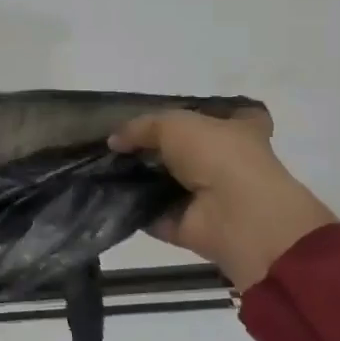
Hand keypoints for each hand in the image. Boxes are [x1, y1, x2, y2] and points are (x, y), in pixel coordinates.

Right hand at [109, 107, 335, 290]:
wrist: (236, 215)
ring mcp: (208, 197)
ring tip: (102, 168)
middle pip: (186, 152)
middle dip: (154, 149)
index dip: (198, 115)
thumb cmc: (218, 156)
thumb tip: (114, 141)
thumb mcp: (174, 124)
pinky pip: (153, 213)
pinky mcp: (188, 225)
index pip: (224, 117)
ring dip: (139, 178)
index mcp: (237, 131)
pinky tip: (105, 195)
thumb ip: (141, 127)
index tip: (167, 115)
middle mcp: (226, 163)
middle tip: (116, 145)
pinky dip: (132, 208)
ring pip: (167, 182)